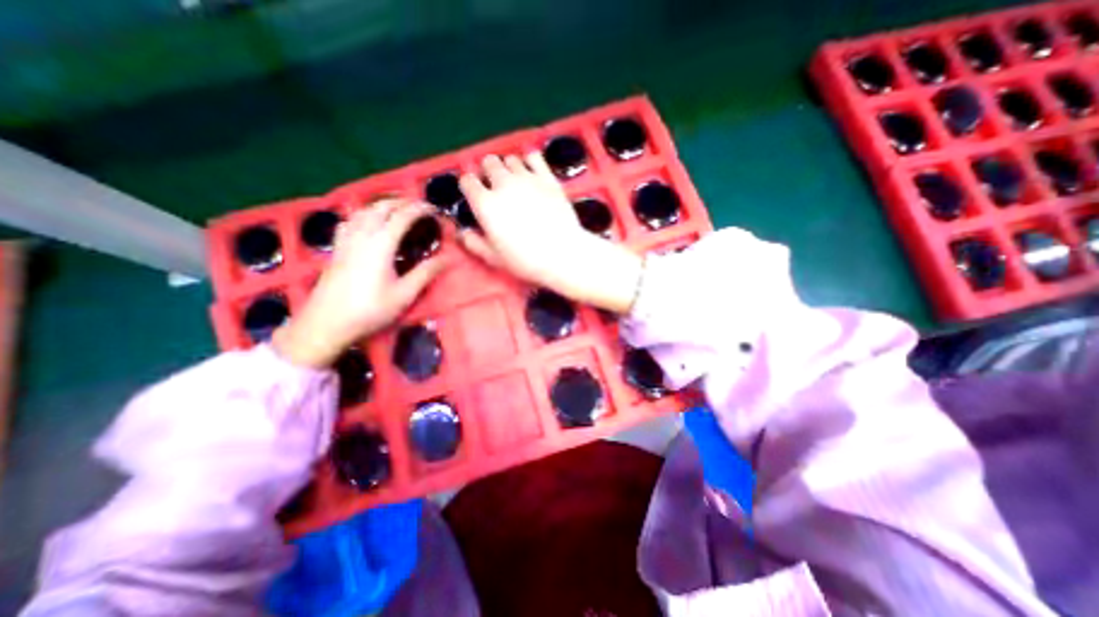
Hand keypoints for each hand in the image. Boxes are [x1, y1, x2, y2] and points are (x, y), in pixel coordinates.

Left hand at [273, 200, 448, 368]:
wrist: (326, 323)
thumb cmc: (370, 310)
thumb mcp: (404, 294)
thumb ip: (426, 272)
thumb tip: (448, 258)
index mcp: (381, 243)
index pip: (403, 215)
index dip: (420, 208)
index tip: (435, 210)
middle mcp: (362, 234)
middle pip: (381, 206)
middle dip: (402, 202)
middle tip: (420, 210)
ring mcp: (346, 240)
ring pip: (364, 210)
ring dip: (383, 205)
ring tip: (398, 212)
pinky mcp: (336, 248)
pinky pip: (350, 220)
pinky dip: (364, 214)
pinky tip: (368, 224)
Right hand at [457, 155, 646, 312]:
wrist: (561, 253)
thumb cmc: (525, 260)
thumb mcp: (494, 257)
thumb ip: (474, 243)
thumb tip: (463, 232)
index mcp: (485, 204)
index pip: (467, 181)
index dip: (469, 186)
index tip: (475, 194)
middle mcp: (502, 184)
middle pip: (488, 163)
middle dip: (488, 172)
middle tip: (496, 188)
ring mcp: (527, 178)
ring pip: (510, 159)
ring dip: (508, 167)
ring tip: (515, 182)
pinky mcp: (548, 177)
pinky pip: (534, 156)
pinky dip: (530, 161)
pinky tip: (532, 172)